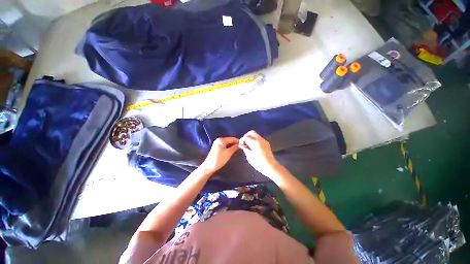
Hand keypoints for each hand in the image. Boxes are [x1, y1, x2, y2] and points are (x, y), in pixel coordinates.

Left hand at [200, 137, 239, 173]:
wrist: (209, 166)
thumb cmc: (219, 159)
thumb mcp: (228, 153)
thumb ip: (235, 147)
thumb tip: (240, 144)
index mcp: (221, 140)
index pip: (232, 138)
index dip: (238, 141)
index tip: (244, 144)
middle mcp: (219, 140)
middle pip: (230, 140)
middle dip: (235, 143)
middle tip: (242, 147)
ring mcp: (217, 144)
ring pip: (228, 143)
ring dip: (233, 146)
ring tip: (238, 149)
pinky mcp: (217, 148)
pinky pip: (225, 146)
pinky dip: (229, 148)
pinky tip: (232, 150)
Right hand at [239, 130, 279, 177]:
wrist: (271, 167)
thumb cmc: (259, 163)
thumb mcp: (250, 157)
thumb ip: (245, 149)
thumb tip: (241, 145)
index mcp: (255, 143)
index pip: (246, 137)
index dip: (242, 140)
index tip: (240, 145)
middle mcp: (260, 140)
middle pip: (252, 132)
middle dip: (246, 136)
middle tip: (244, 142)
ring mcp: (264, 141)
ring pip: (256, 135)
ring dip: (251, 138)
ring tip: (248, 145)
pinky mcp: (266, 143)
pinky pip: (259, 138)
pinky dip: (254, 140)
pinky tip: (253, 147)